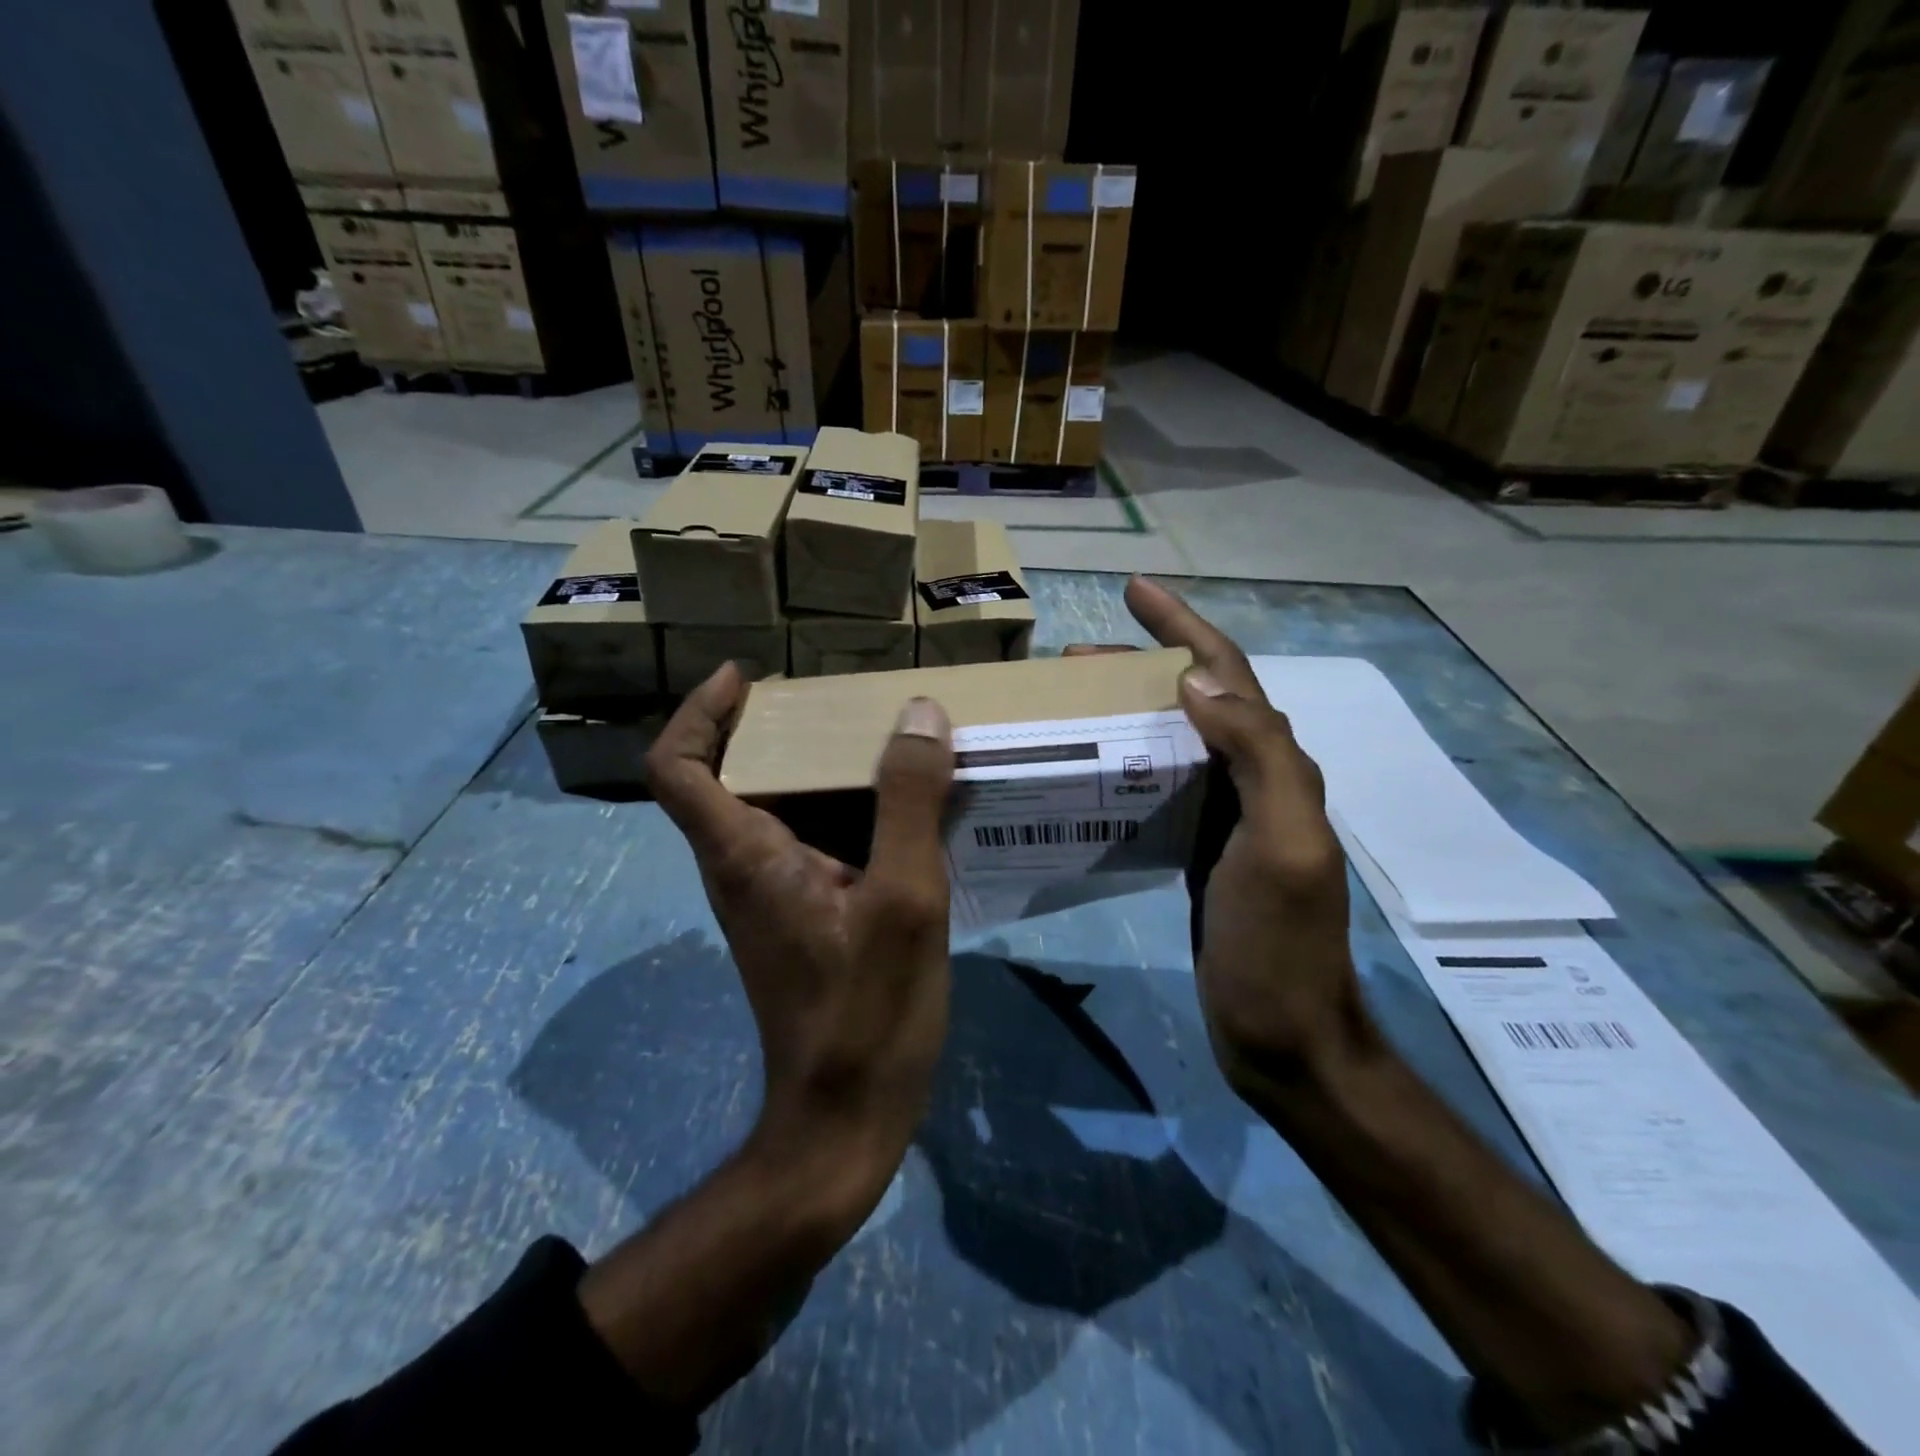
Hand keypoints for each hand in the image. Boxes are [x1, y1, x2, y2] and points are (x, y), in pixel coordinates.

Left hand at [645, 663, 956, 1213]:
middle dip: (776, 727)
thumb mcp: (904, 899)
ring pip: (774, 809)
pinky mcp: (800, 919)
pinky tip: (902, 814)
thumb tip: (918, 716)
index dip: (700, 712)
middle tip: (841, 703)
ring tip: (883, 743)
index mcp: (746, 856)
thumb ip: (908, 803)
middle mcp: (742, 870)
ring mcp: (770, 899)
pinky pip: (808, 842)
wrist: (844, 1123)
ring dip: (816, 768)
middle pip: (731, 776)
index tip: (745, 677)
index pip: (678, 768)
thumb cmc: (866, 1013)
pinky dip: (842, 810)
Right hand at [1080, 584, 1694, 1440]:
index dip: (1184, 627)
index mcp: (1277, 767)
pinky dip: (1126, 758)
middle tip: (1077, 659)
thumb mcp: (1282, 848)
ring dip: (1131, 707)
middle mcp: (1255, 778)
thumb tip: (1197, 684)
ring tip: (1075, 698)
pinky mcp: (1198, 847)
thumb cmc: (1279, 946)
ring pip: (1175, 738)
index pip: (1228, 676)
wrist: (1282, 1035)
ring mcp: (1225, 814)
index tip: (1136, 591)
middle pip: (1197, 698)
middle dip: (1144, 662)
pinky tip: (1090, 763)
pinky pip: (1160, 783)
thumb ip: (1257, 759)